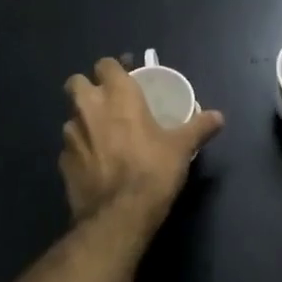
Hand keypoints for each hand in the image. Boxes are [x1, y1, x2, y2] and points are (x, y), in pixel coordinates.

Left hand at [61, 58, 223, 238]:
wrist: (118, 217)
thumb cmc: (152, 171)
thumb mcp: (181, 148)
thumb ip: (198, 127)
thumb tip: (219, 116)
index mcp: (118, 95)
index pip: (105, 64)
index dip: (114, 69)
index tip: (127, 79)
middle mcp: (89, 107)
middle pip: (76, 82)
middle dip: (88, 87)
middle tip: (108, 102)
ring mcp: (71, 135)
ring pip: (71, 116)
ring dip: (83, 120)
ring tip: (102, 135)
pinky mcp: (62, 162)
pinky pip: (69, 147)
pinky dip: (80, 150)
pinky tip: (95, 163)